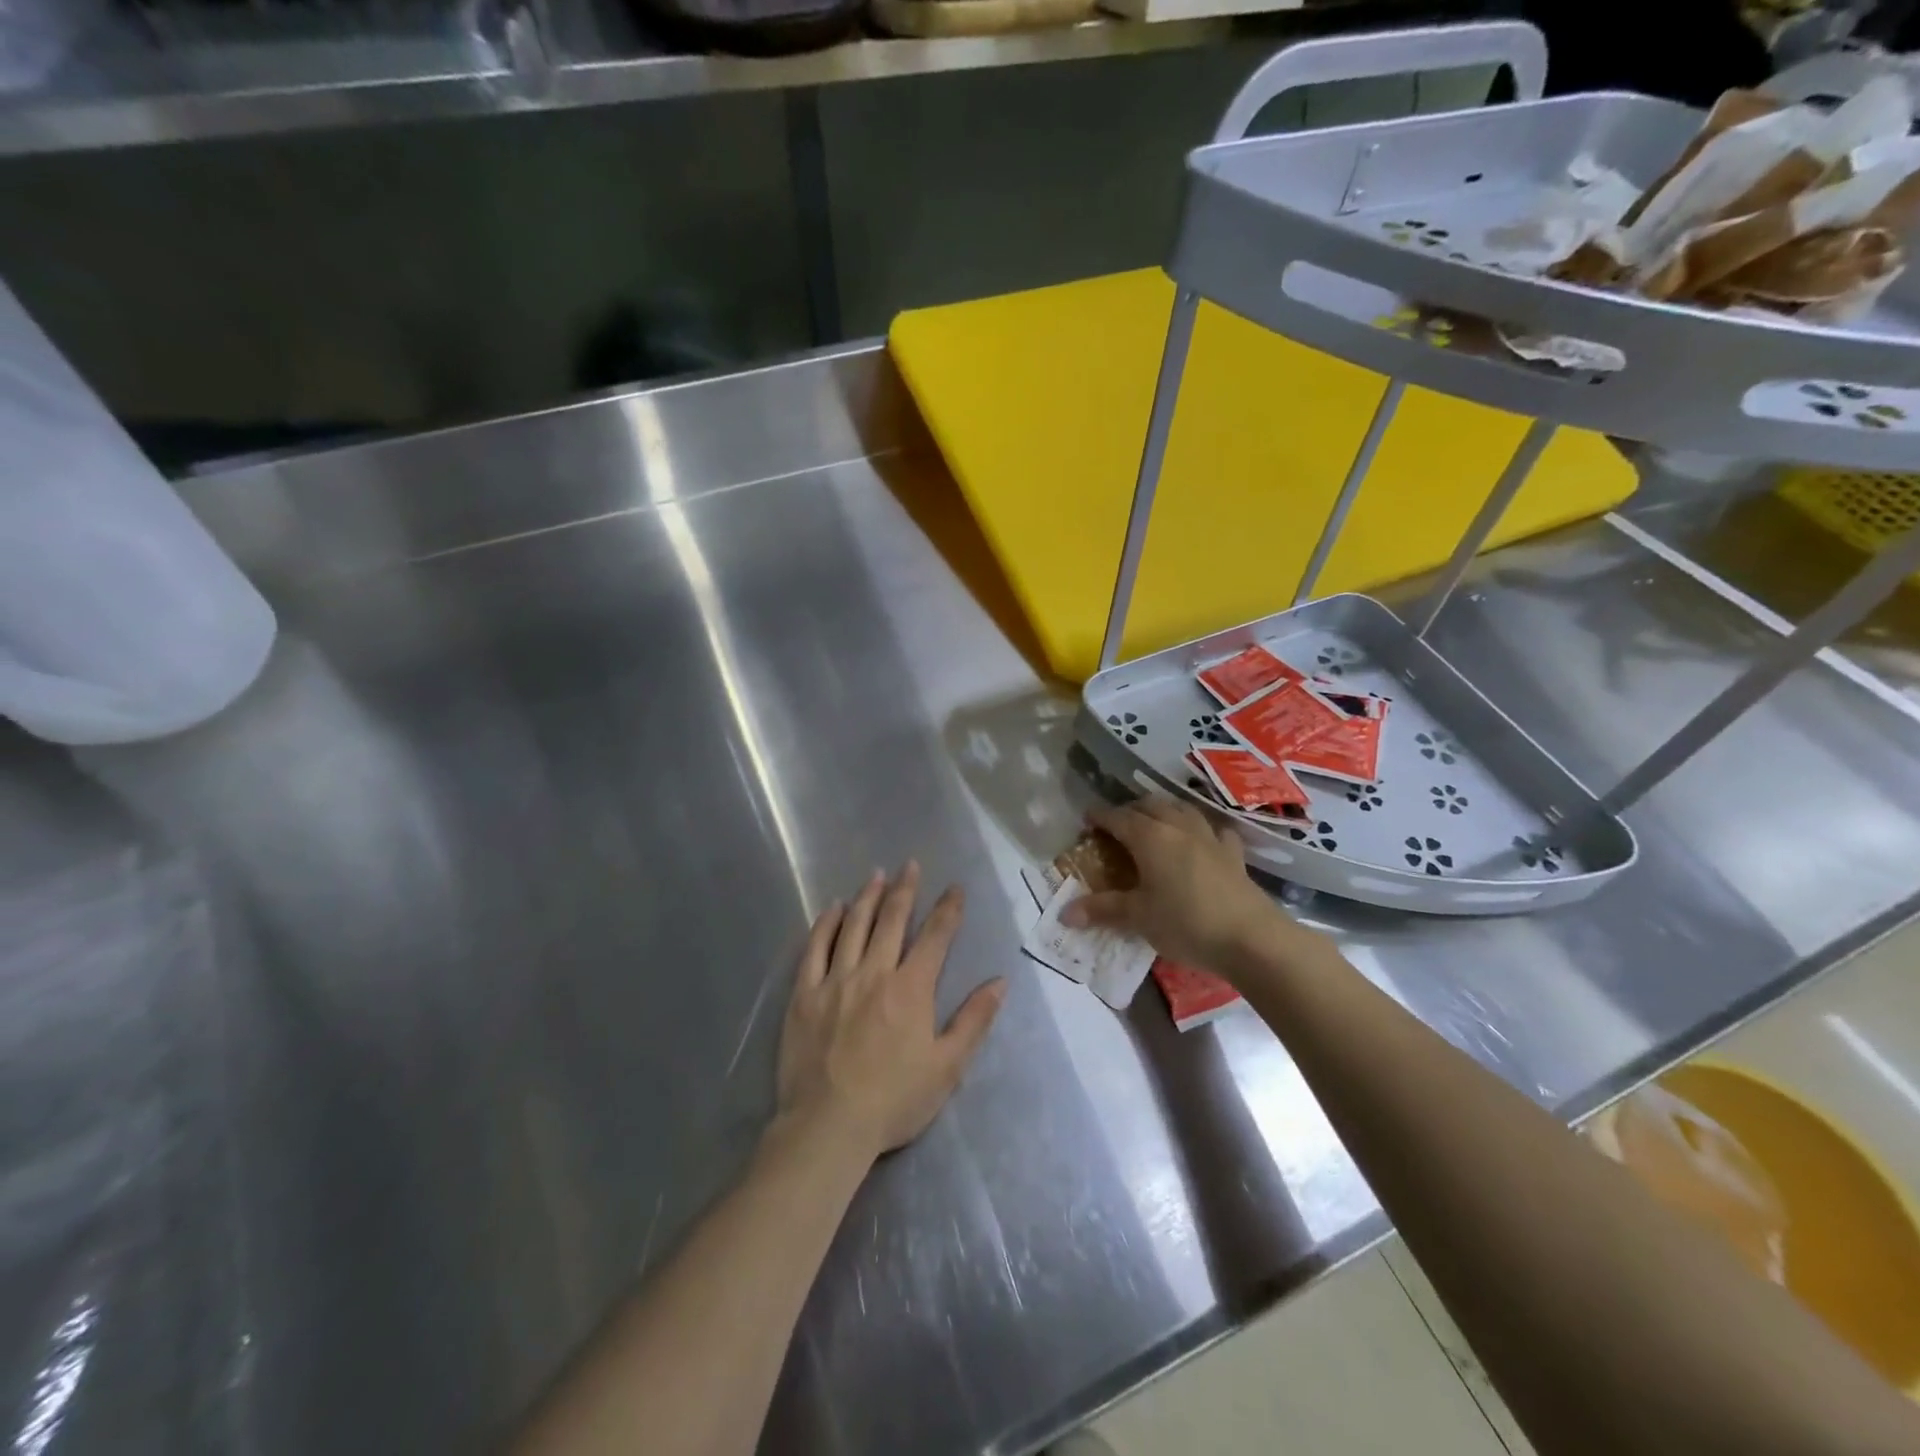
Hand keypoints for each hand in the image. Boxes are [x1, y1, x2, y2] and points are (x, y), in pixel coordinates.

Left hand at [775, 863, 1005, 1162]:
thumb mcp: (947, 1067)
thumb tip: (1000, 982)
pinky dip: (826, 924)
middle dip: (905, 889)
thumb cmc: (894, 1100)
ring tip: (876, 875)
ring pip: (854, 926)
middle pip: (892, 920)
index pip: (935, 937)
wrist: (828, 1126)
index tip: (955, 888)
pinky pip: (815, 948)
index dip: (948, 909)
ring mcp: (836, 980)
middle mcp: (874, 972)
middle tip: (910, 865)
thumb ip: (974, 1021)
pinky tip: (833, 909)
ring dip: (868, 897)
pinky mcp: (805, 994)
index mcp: (911, 988)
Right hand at [1061, 797, 1321, 979]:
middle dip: (1130, 810)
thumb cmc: (1185, 923)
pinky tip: (1201, 840)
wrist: (1251, 938)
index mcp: (1150, 837)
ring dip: (1164, 811)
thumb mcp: (1138, 917)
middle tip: (1117, 825)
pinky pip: (1214, 831)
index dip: (1100, 816)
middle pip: (1150, 806)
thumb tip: (1064, 914)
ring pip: (1182, 810)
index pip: (1118, 818)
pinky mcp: (1233, 855)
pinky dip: (1201, 830)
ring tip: (1154, 823)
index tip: (1086, 819)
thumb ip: (1102, 910)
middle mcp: (1178, 828)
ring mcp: (1209, 838)